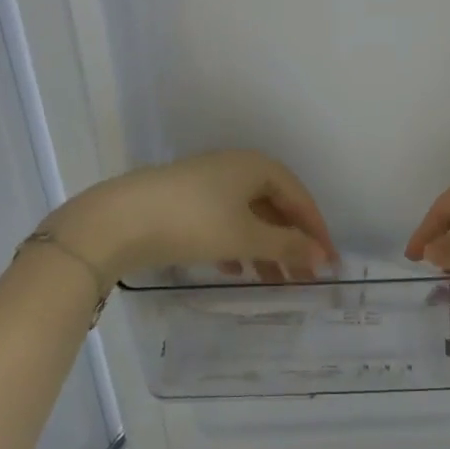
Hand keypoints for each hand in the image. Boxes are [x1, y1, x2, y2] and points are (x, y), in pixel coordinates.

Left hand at [46, 151, 337, 285]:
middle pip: (274, 207)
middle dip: (290, 243)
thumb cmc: (194, 222)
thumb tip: (323, 255)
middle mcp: (235, 168)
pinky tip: (234, 270)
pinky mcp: (184, 201)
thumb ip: (288, 245)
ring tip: (273, 282)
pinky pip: (222, 222)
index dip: (317, 231)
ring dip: (264, 248)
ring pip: (248, 217)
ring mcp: (207, 183)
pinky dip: (235, 245)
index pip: (299, 197)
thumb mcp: (246, 237)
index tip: (330, 262)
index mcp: (257, 167)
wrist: (119, 221)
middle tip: (304, 278)